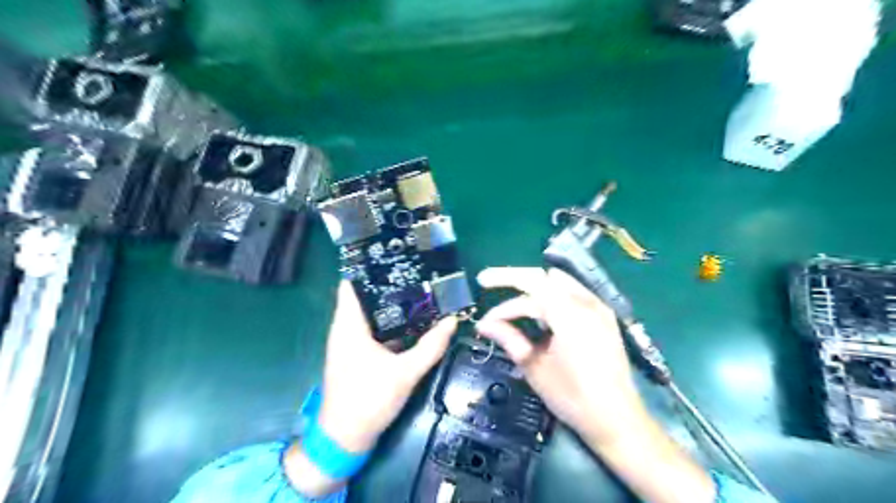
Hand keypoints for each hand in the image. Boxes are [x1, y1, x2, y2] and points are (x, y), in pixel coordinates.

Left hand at [316, 281, 455, 452]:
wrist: (344, 438)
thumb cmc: (367, 400)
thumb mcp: (404, 373)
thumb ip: (430, 347)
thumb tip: (452, 321)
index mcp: (349, 325)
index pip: (351, 283)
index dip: (369, 267)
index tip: (394, 255)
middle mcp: (345, 329)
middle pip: (365, 296)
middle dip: (389, 283)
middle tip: (417, 271)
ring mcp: (350, 342)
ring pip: (371, 313)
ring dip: (391, 303)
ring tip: (419, 289)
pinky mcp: (357, 355)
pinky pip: (374, 329)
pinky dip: (390, 322)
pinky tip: (413, 321)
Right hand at [479, 268, 719, 502]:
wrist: (617, 419)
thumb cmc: (573, 397)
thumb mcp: (535, 367)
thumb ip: (509, 338)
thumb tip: (484, 324)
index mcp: (569, 314)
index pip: (530, 287)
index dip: (503, 290)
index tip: (483, 301)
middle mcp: (586, 302)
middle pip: (543, 278)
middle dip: (514, 280)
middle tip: (489, 285)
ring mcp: (599, 307)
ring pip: (558, 283)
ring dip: (533, 290)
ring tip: (513, 308)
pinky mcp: (604, 316)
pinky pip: (573, 293)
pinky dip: (551, 297)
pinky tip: (541, 315)